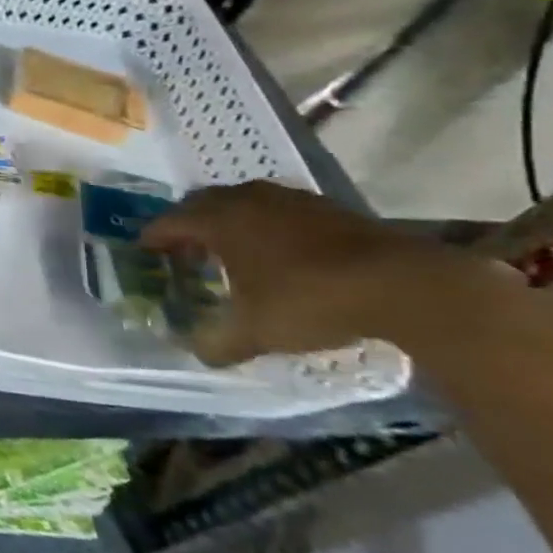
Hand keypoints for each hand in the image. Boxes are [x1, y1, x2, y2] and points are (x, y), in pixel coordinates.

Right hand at [139, 180, 506, 366]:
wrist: (408, 285)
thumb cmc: (312, 300)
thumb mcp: (257, 332)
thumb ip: (218, 342)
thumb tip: (196, 352)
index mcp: (218, 220)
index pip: (169, 222)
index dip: (152, 238)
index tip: (144, 253)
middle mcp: (246, 199)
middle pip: (201, 204)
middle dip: (187, 225)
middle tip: (184, 252)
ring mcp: (289, 199)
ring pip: (241, 202)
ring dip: (228, 222)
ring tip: (231, 251)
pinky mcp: (328, 207)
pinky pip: (277, 210)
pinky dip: (265, 226)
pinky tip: (280, 253)